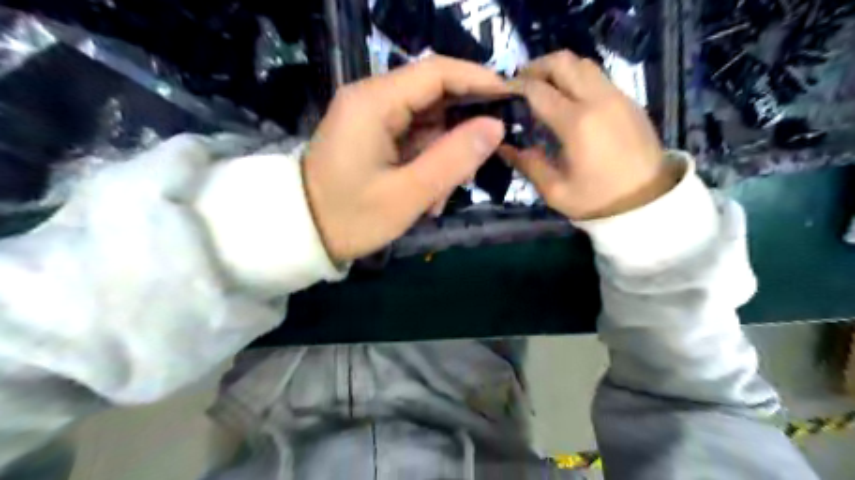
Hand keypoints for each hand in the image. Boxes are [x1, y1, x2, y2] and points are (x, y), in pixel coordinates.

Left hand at [301, 57, 505, 264]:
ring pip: (428, 121)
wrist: (303, 234)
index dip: (479, 82)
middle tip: (474, 169)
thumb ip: (453, 159)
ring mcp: (371, 116)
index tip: (512, 104)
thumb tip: (496, 126)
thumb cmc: (351, 218)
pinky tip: (426, 195)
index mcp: (374, 102)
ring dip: (443, 157)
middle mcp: (371, 98)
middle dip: (460, 133)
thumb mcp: (408, 194)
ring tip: (438, 198)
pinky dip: (427, 164)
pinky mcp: (372, 134)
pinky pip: (413, 138)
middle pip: (435, 96)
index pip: (437, 72)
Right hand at [499, 49, 678, 219]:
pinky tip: (570, 100)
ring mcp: (618, 97)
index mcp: (576, 123)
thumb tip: (504, 147)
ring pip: (584, 64)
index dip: (516, 86)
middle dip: (537, 66)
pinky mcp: (630, 101)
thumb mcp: (555, 191)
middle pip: (563, 62)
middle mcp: (598, 100)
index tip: (501, 91)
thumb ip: (528, 164)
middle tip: (521, 83)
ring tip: (544, 88)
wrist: (649, 204)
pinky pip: (599, 77)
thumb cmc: (598, 200)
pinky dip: (578, 78)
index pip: (538, 90)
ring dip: (559, 69)